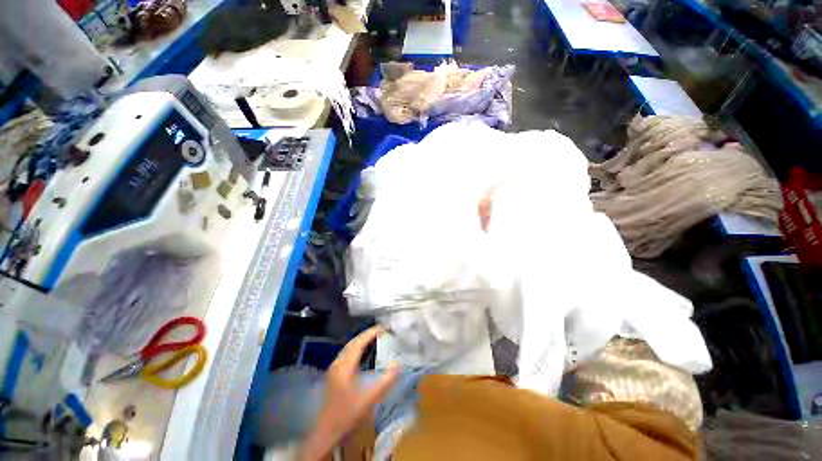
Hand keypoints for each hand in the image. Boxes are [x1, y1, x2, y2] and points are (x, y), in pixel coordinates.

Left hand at [301, 326, 398, 460]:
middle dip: (367, 333)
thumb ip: (386, 381)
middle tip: (382, 330)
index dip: (372, 332)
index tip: (385, 327)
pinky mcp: (334, 373)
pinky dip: (357, 347)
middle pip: (353, 341)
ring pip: (349, 346)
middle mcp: (338, 363)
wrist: (328, 431)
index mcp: (345, 366)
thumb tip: (398, 364)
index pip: (360, 342)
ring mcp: (334, 368)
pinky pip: (347, 353)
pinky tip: (363, 352)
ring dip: (362, 339)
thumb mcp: (370, 398)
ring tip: (375, 337)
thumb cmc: (349, 413)